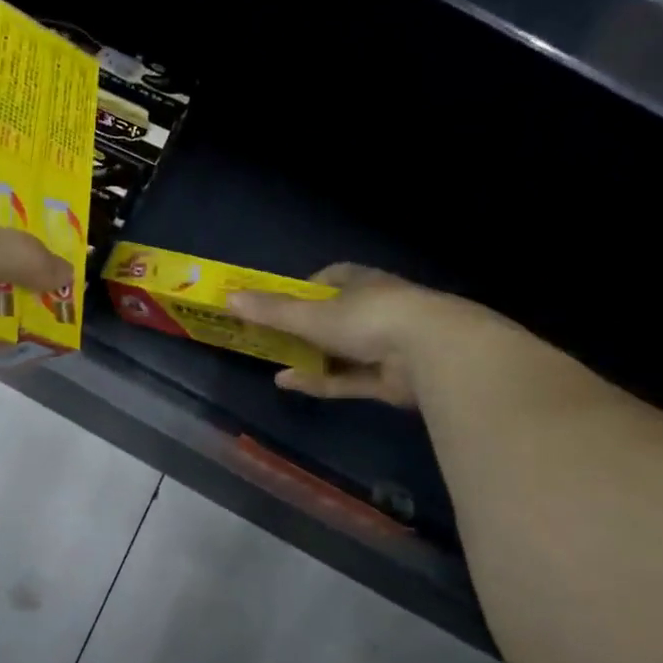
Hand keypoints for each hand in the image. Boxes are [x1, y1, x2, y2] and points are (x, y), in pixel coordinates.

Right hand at [228, 264, 510, 409]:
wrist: (434, 352)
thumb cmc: (368, 318)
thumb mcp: (311, 314)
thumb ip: (271, 310)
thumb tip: (228, 299)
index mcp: (359, 282)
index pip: (328, 279)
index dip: (301, 290)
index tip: (276, 304)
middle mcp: (373, 309)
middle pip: (331, 318)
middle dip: (302, 329)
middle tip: (267, 338)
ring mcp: (384, 345)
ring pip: (338, 351)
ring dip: (308, 357)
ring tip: (273, 363)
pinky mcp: (389, 378)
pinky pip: (347, 378)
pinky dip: (320, 380)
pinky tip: (289, 383)